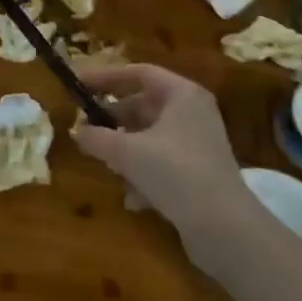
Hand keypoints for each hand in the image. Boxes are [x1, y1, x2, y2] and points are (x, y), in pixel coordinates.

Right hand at [71, 64, 271, 273]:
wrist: (224, 227)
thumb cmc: (175, 172)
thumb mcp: (127, 152)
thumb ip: (97, 137)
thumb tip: (77, 131)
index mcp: (182, 95)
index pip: (138, 72)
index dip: (106, 76)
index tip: (78, 84)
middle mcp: (193, 112)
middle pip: (143, 105)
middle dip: (113, 118)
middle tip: (85, 126)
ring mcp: (198, 143)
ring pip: (150, 135)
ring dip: (125, 148)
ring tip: (104, 162)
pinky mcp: (199, 171)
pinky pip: (162, 160)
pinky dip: (143, 172)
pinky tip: (132, 197)